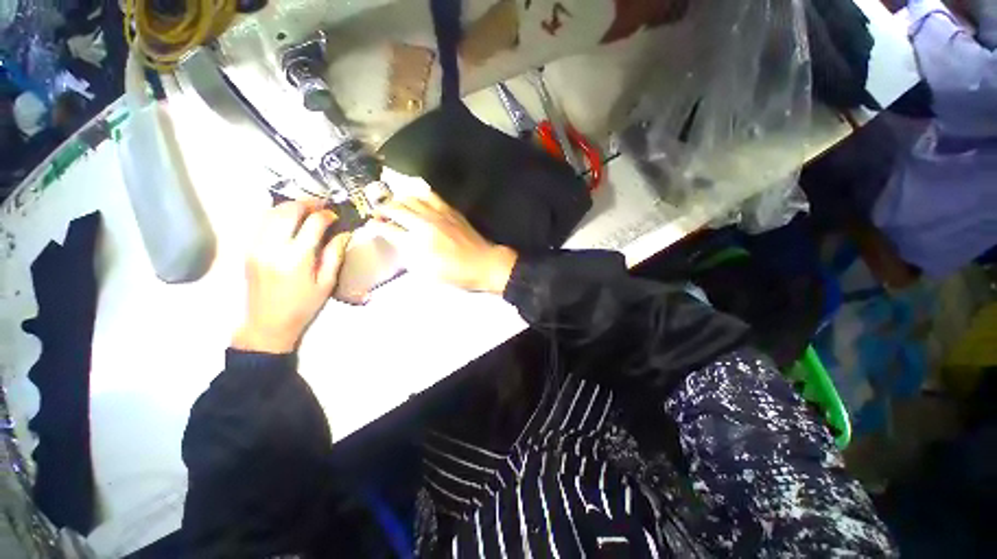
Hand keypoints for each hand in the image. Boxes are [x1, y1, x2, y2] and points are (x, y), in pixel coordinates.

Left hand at [233, 201, 349, 353]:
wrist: (267, 323)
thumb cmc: (302, 306)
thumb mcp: (326, 283)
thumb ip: (334, 255)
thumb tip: (343, 234)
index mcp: (296, 258)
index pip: (312, 224)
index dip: (325, 215)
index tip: (334, 216)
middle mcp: (272, 248)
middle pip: (287, 211)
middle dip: (306, 204)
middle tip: (320, 205)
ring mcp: (256, 247)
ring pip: (270, 213)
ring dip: (289, 206)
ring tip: (305, 208)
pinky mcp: (248, 249)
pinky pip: (261, 223)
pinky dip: (276, 215)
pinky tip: (288, 219)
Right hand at [373, 191, 516, 293]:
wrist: (482, 263)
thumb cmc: (455, 274)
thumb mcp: (427, 272)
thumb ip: (409, 256)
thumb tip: (398, 242)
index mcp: (416, 243)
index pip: (388, 229)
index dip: (376, 226)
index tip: (371, 225)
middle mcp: (424, 224)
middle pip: (396, 209)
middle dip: (382, 209)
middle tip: (377, 212)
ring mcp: (437, 214)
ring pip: (411, 199)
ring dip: (398, 200)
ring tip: (393, 204)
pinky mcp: (449, 210)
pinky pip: (430, 195)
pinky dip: (418, 194)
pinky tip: (415, 197)